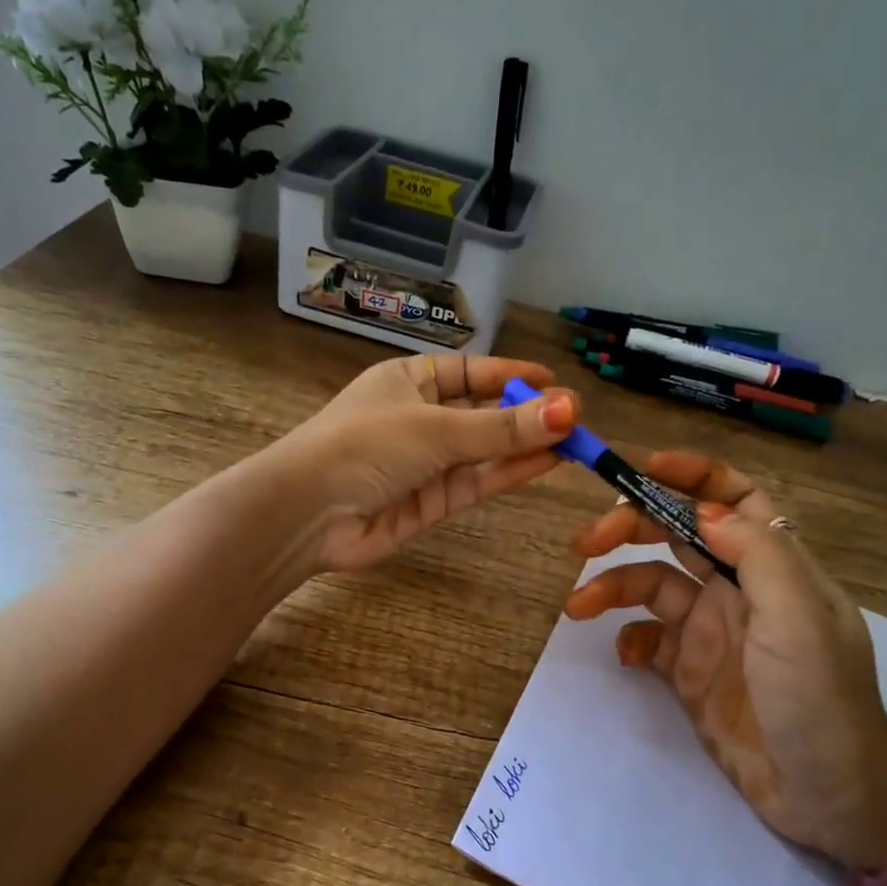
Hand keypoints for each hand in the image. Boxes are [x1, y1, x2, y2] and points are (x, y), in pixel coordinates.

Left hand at [269, 352, 576, 574]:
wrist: (310, 513)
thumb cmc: (366, 444)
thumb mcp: (436, 426)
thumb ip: (502, 426)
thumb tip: (568, 410)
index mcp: (408, 381)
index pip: (469, 372)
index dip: (510, 375)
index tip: (553, 381)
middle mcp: (419, 418)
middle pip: (482, 412)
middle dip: (526, 414)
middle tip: (577, 417)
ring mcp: (427, 463)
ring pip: (486, 449)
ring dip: (527, 444)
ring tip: (575, 439)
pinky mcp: (433, 503)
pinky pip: (479, 480)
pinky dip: (512, 471)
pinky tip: (549, 460)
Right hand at [563, 450, 886, 870]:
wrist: (827, 796)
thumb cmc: (819, 699)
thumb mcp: (797, 619)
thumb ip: (757, 555)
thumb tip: (703, 509)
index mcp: (774, 567)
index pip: (736, 500)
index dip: (694, 476)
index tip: (643, 469)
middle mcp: (740, 590)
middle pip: (678, 535)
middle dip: (630, 527)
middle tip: (585, 541)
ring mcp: (712, 631)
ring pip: (652, 585)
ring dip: (613, 586)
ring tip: (578, 606)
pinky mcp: (690, 671)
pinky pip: (648, 639)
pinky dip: (629, 638)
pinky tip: (624, 656)